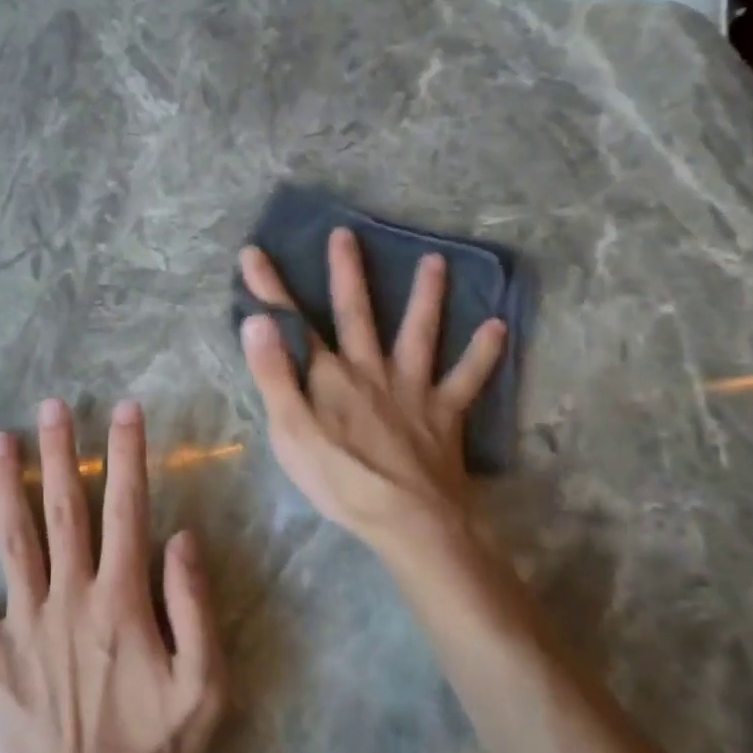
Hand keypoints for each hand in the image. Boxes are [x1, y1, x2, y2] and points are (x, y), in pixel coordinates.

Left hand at [0, 399, 226, 752]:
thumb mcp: (205, 685)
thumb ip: (194, 606)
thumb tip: (182, 537)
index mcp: (122, 600)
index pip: (126, 510)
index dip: (127, 456)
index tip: (124, 410)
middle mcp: (69, 598)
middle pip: (63, 511)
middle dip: (59, 454)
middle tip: (51, 406)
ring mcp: (23, 625)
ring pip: (13, 541)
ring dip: (3, 487)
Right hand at [238, 227, 506, 562]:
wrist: (408, 518)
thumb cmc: (339, 479)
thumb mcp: (290, 431)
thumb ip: (273, 374)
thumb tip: (257, 321)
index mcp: (329, 377)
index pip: (293, 324)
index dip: (270, 289)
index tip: (254, 252)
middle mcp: (371, 370)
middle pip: (357, 314)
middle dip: (346, 273)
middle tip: (346, 234)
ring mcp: (412, 389)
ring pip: (419, 334)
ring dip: (426, 297)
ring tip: (436, 262)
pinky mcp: (444, 414)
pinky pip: (467, 379)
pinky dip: (483, 355)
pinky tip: (497, 329)